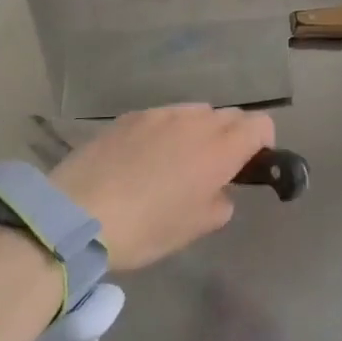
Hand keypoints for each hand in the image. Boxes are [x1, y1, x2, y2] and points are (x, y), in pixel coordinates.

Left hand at [49, 105, 273, 270]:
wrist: (78, 214)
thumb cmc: (146, 228)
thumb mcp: (195, 227)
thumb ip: (220, 202)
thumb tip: (218, 190)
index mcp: (221, 148)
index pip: (261, 124)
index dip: (262, 142)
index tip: (250, 166)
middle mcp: (196, 121)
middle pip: (230, 115)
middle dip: (231, 136)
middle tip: (214, 169)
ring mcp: (161, 114)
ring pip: (195, 113)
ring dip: (198, 131)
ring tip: (176, 161)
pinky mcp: (130, 116)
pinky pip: (162, 117)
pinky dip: (165, 132)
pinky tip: (143, 159)